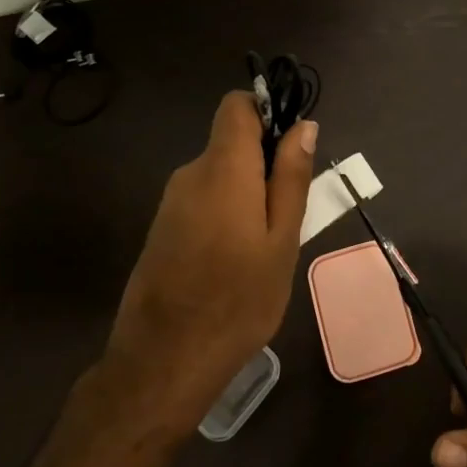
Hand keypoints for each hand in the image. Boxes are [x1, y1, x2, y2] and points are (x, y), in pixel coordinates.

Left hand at [105, 92, 315, 432]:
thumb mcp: (282, 240)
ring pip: (220, 175)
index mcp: (223, 168)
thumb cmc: (238, 300)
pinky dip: (227, 213)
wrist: (164, 361)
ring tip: (267, 246)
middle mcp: (191, 174)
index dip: (267, 112)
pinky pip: (203, 200)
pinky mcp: (163, 228)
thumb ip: (291, 178)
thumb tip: (304, 125)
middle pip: (232, 142)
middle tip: (290, 215)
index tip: (292, 148)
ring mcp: (171, 202)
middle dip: (265, 164)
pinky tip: (237, 260)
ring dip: (248, 193)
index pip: (237, 105)